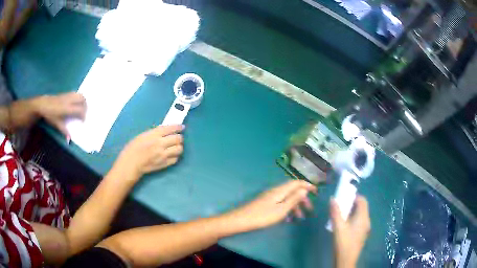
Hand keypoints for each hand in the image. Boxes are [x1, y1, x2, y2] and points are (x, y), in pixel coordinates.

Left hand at [35, 92, 86, 140]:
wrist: (43, 104)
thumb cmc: (50, 115)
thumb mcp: (56, 124)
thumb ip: (64, 130)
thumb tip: (69, 140)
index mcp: (67, 108)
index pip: (80, 110)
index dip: (83, 115)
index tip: (82, 121)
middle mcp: (69, 100)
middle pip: (82, 99)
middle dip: (85, 106)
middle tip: (84, 113)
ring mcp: (68, 95)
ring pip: (79, 95)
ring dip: (82, 101)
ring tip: (81, 107)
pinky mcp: (66, 93)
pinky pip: (75, 94)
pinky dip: (78, 98)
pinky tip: (75, 103)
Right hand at [116, 125, 183, 178]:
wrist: (131, 164)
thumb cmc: (133, 148)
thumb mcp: (142, 135)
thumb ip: (155, 133)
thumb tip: (165, 131)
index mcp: (154, 135)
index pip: (170, 128)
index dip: (178, 127)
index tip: (181, 127)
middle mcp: (160, 144)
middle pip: (178, 139)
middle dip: (179, 137)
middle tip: (177, 137)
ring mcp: (163, 155)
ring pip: (179, 149)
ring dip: (178, 146)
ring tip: (174, 146)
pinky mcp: (164, 164)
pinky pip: (176, 159)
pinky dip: (175, 156)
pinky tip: (171, 154)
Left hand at [226, 180, 316, 231]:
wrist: (241, 220)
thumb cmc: (262, 216)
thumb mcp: (281, 209)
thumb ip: (294, 199)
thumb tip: (305, 189)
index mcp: (280, 190)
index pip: (297, 182)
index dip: (308, 185)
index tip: (317, 192)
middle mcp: (276, 191)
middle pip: (293, 190)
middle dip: (303, 199)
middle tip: (310, 210)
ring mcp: (270, 197)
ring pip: (287, 198)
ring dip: (295, 206)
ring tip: (300, 218)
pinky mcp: (266, 203)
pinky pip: (281, 203)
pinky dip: (287, 209)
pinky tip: (288, 219)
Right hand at [330, 196, 370, 267]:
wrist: (346, 260)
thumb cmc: (343, 242)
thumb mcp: (338, 227)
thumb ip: (335, 212)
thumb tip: (333, 199)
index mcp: (363, 217)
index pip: (362, 200)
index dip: (354, 196)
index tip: (344, 198)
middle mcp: (367, 221)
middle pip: (362, 207)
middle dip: (351, 204)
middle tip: (340, 206)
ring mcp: (365, 228)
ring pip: (360, 215)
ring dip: (351, 212)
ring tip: (340, 216)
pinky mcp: (362, 234)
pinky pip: (359, 221)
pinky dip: (353, 219)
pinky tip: (344, 226)